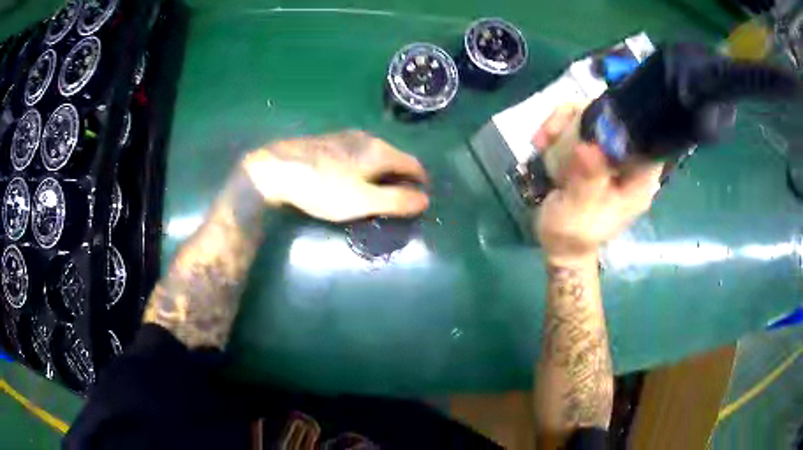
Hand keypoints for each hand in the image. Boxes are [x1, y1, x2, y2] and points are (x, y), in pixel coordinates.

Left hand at [242, 131, 429, 221]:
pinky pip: (356, 153)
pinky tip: (350, 177)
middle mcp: (367, 138)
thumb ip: (396, 201)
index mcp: (380, 151)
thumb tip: (425, 200)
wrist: (276, 169)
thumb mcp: (363, 201)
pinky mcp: (327, 142)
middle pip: (394, 157)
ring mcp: (344, 137)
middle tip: (398, 197)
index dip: (420, 181)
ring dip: (382, 171)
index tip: (421, 196)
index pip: (413, 163)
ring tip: (376, 189)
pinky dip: (363, 166)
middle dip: (401, 176)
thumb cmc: (323, 188)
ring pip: (374, 154)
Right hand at [533, 105, 662, 265]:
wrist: (560, 245)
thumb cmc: (573, 234)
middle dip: (583, 117)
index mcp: (639, 181)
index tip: (591, 121)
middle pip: (616, 118)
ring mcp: (611, 155)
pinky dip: (559, 128)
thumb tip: (589, 145)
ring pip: (594, 117)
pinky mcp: (594, 152)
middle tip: (551, 134)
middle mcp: (630, 163)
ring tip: (542, 141)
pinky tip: (542, 143)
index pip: (644, 138)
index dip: (622, 120)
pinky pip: (579, 126)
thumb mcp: (579, 210)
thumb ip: (588, 179)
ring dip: (564, 122)